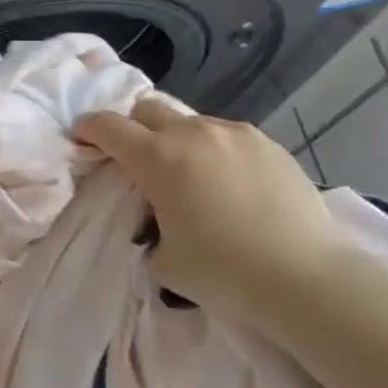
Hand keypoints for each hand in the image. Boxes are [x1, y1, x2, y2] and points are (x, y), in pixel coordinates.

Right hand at [73, 99, 348, 307]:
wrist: (307, 278)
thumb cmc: (225, 273)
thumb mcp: (164, 260)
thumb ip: (148, 229)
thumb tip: (157, 221)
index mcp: (158, 159)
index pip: (108, 127)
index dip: (88, 128)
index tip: (81, 137)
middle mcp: (193, 134)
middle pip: (148, 109)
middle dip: (133, 128)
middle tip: (137, 159)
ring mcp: (234, 134)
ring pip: (190, 121)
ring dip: (177, 140)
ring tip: (191, 176)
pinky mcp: (268, 144)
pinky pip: (227, 135)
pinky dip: (215, 150)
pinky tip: (231, 184)